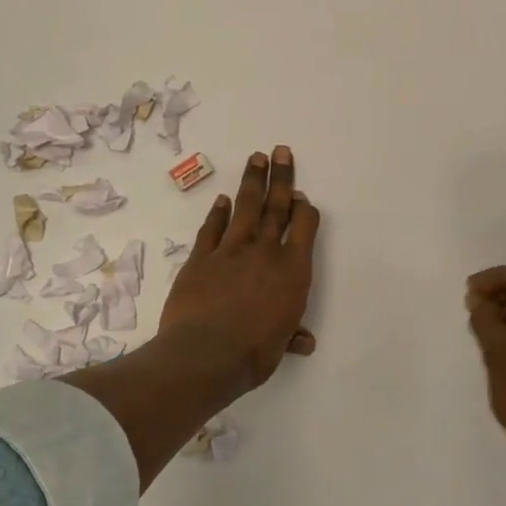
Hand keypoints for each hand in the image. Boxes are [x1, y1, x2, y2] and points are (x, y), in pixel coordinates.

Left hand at [160, 146, 320, 390]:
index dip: (304, 210)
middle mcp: (265, 252)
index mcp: (293, 271)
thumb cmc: (254, 353)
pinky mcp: (201, 258)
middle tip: (281, 152)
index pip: (304, 228)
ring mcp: (230, 251)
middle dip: (281, 179)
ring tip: (256, 158)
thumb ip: (292, 335)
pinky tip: (222, 200)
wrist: (206, 353)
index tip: (302, 197)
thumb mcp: (280, 346)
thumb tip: (305, 342)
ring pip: (245, 208)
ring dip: (252, 182)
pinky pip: (212, 229)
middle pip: (276, 208)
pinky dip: (217, 213)